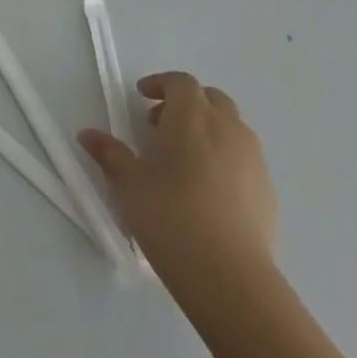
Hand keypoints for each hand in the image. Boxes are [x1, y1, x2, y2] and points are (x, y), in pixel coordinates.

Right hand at [78, 72, 276, 312]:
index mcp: (192, 118)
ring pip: (232, 127)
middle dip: (185, 103)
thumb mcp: (128, 183)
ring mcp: (253, 159)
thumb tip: (88, 134)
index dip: (160, 84)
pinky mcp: (268, 189)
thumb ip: (109, 153)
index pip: (181, 83)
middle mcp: (228, 129)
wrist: (229, 274)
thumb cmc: (169, 216)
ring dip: (207, 128)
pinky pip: (244, 157)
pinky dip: (224, 156)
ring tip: (182, 158)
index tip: (141, 97)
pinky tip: (205, 188)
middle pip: (211, 98)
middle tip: (159, 125)